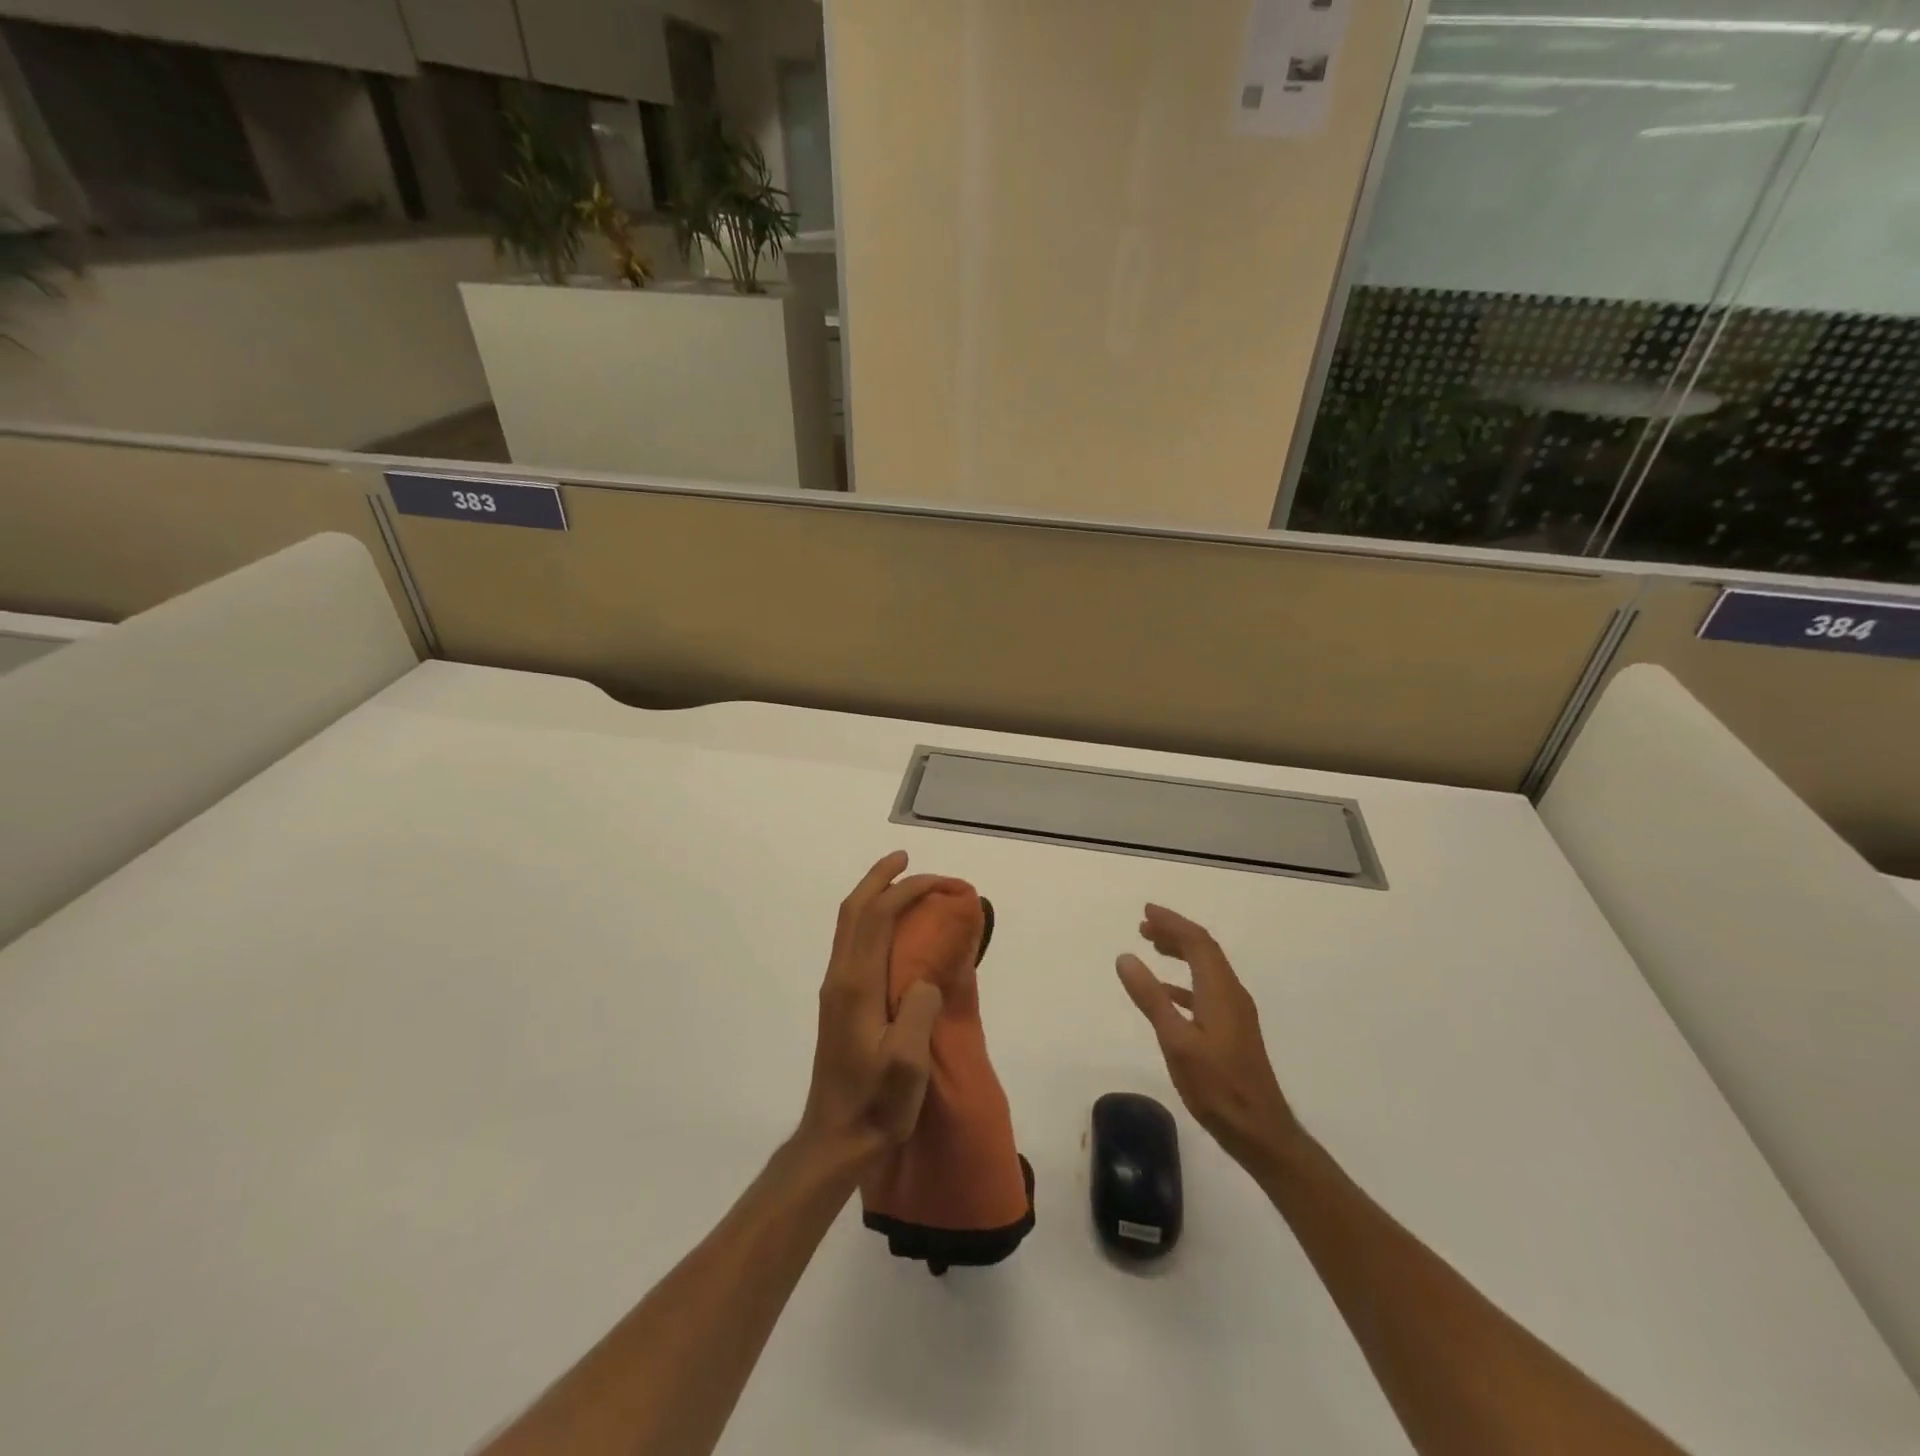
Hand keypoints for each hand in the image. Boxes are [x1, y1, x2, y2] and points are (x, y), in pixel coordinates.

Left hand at [798, 852, 947, 1166]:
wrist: (835, 1139)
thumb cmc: (876, 1104)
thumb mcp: (907, 1065)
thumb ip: (918, 1012)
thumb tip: (925, 978)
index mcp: (856, 985)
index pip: (878, 917)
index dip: (906, 890)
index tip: (941, 883)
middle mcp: (841, 977)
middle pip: (854, 910)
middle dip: (880, 878)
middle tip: (906, 858)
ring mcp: (836, 988)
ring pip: (849, 924)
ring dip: (873, 895)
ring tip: (901, 883)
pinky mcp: (838, 1001)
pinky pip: (853, 942)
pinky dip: (871, 919)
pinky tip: (891, 929)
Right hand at [1117, 905, 1300, 1172]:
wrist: (1260, 1131)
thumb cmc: (1216, 1086)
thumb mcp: (1176, 1041)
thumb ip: (1151, 997)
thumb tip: (1126, 957)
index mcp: (1220, 991)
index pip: (1197, 942)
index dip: (1172, 922)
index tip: (1146, 912)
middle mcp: (1232, 994)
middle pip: (1204, 950)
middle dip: (1175, 933)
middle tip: (1144, 926)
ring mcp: (1236, 1012)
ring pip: (1206, 969)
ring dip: (1181, 953)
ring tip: (1153, 947)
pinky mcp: (1234, 1030)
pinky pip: (1207, 989)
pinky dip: (1184, 981)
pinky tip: (1167, 992)